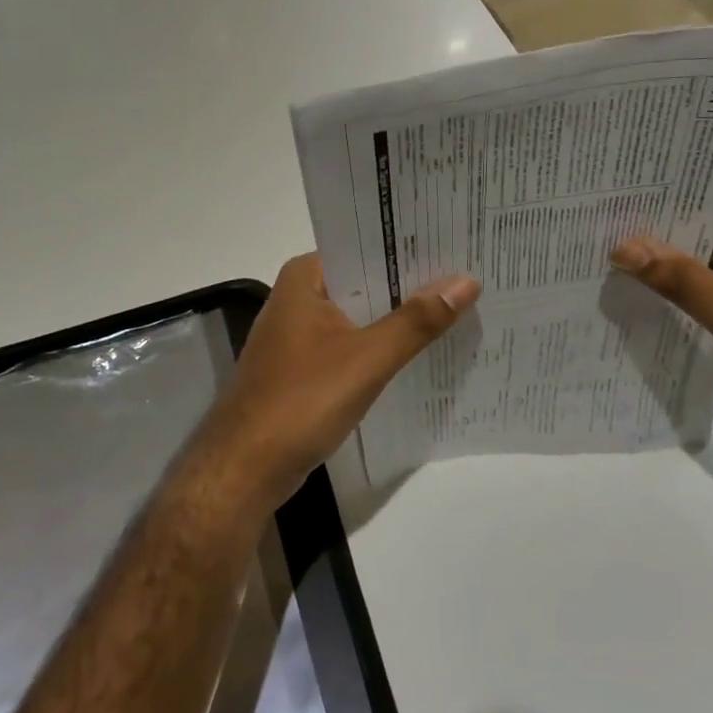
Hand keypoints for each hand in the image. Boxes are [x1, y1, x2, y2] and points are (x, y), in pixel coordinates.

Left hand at [192, 254, 481, 512]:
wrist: (244, 470)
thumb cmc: (302, 400)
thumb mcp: (368, 358)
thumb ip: (417, 320)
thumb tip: (466, 281)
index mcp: (304, 277)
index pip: (365, 246)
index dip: (410, 246)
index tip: (455, 242)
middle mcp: (298, 297)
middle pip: (365, 281)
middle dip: (410, 284)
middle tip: (468, 276)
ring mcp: (297, 334)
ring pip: (358, 315)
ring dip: (397, 317)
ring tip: (456, 307)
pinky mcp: (302, 368)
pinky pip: (350, 345)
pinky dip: (379, 347)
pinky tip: (418, 352)